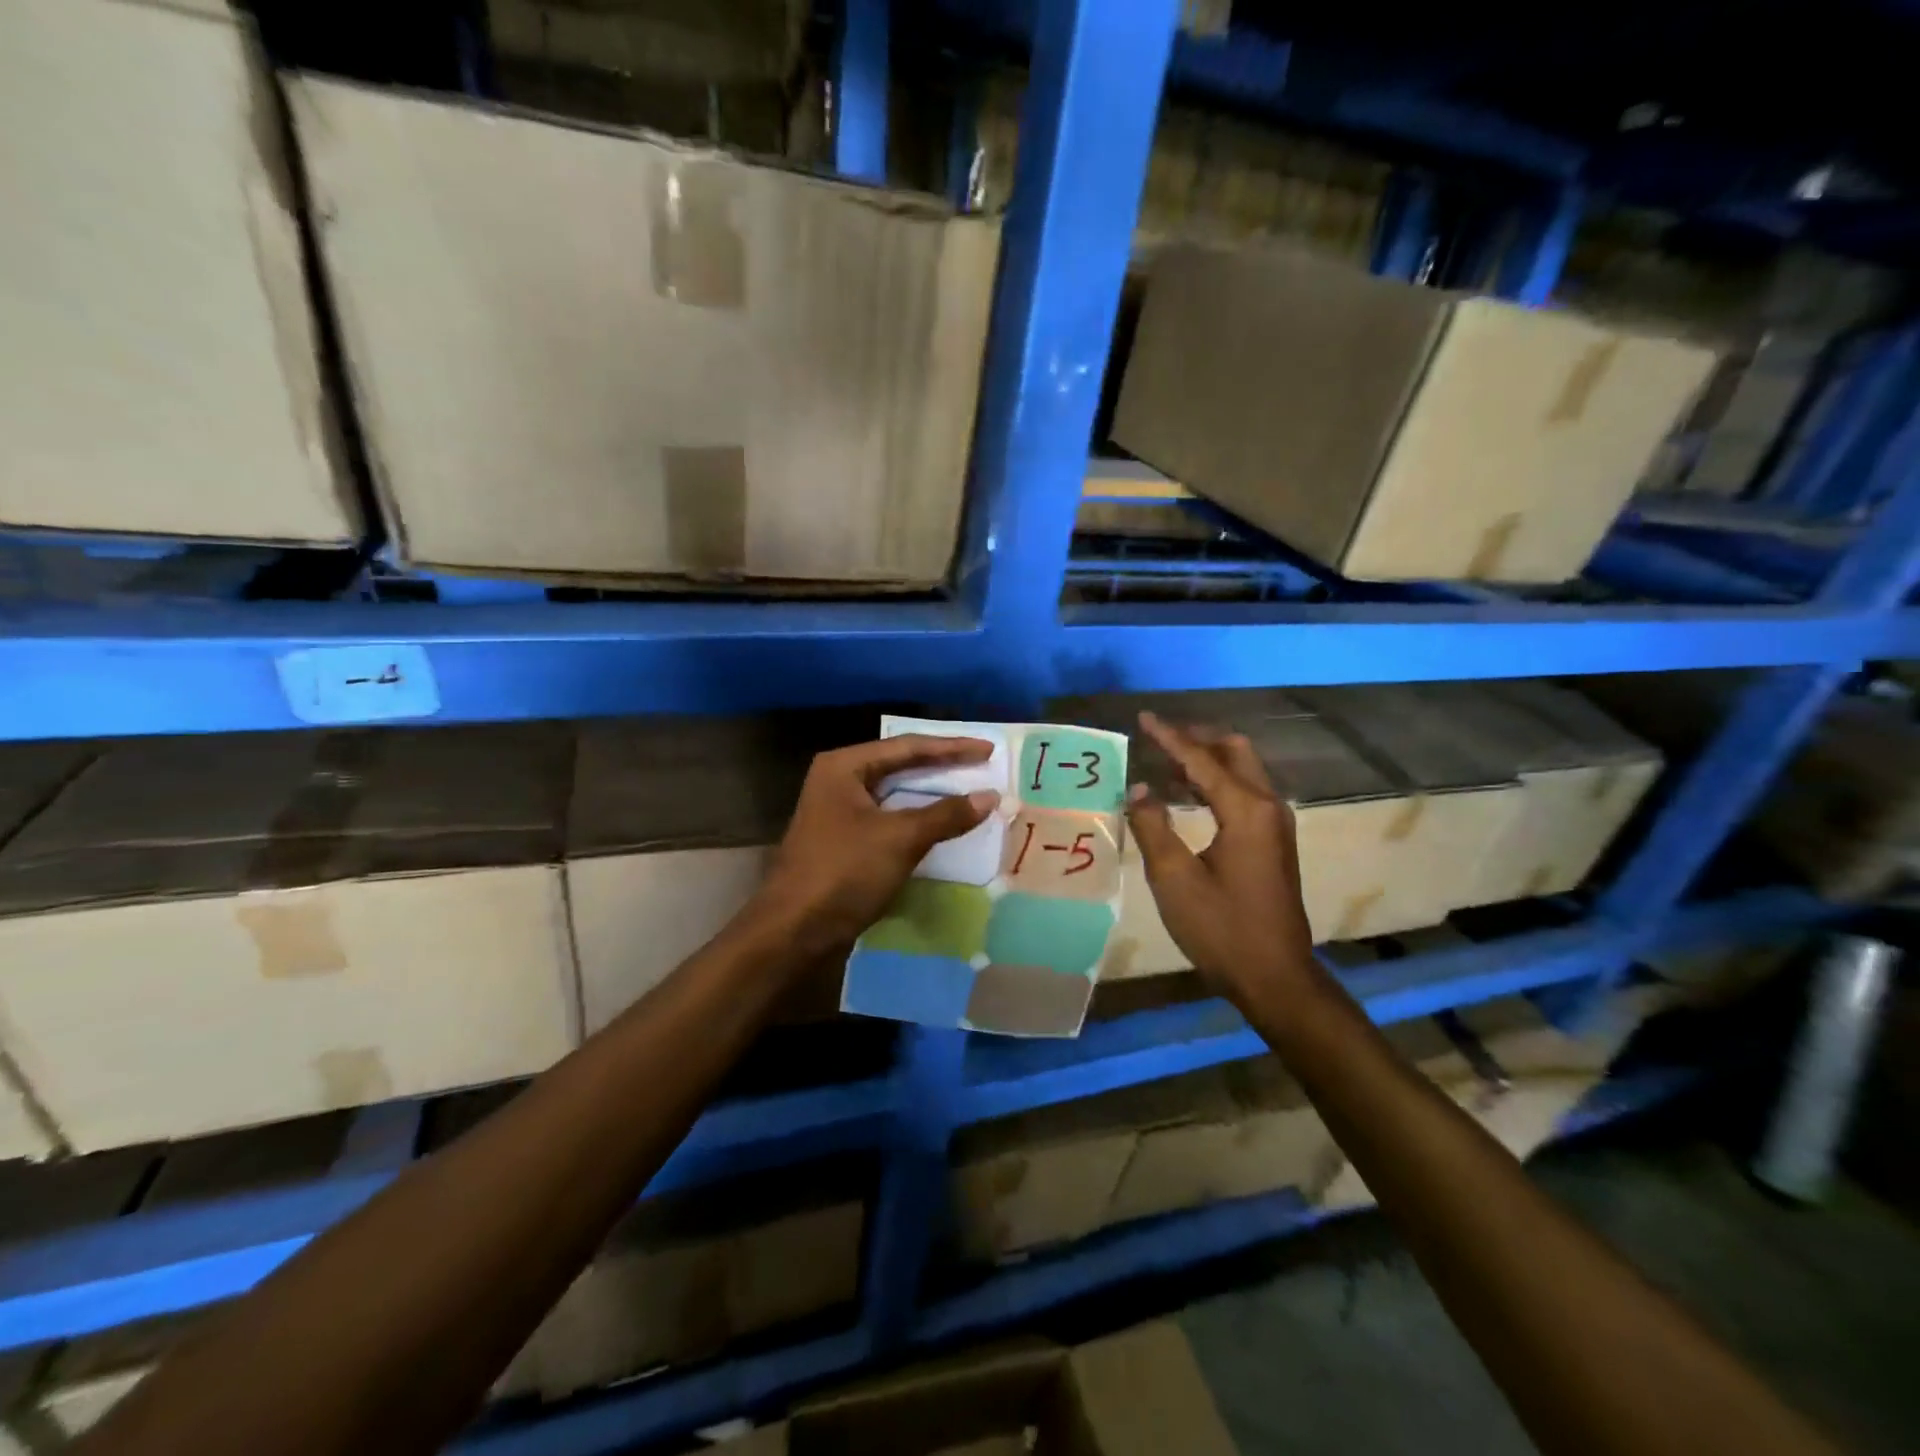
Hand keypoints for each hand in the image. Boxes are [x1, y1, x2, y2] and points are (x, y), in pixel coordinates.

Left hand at [750, 735, 999, 959]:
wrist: (794, 931)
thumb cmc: (844, 872)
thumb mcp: (900, 839)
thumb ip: (946, 814)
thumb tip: (990, 797)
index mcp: (845, 766)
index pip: (908, 747)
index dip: (952, 748)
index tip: (988, 750)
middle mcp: (839, 780)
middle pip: (901, 766)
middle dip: (943, 768)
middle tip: (983, 766)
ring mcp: (839, 812)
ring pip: (896, 794)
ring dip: (932, 795)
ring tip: (970, 792)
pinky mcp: (844, 841)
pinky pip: (890, 819)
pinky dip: (918, 819)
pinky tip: (942, 825)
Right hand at [1126, 711, 1314, 1003]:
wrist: (1274, 975)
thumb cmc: (1220, 928)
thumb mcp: (1174, 879)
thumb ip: (1152, 826)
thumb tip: (1139, 788)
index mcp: (1245, 811)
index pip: (1201, 760)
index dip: (1169, 737)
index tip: (1143, 718)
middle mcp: (1267, 807)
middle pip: (1235, 752)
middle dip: (1197, 738)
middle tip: (1159, 739)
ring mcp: (1276, 825)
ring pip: (1243, 771)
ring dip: (1207, 760)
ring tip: (1165, 763)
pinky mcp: (1274, 842)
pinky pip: (1245, 793)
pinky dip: (1217, 782)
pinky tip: (1189, 796)